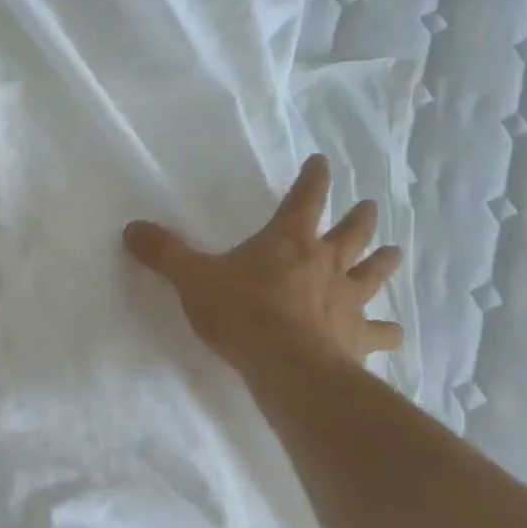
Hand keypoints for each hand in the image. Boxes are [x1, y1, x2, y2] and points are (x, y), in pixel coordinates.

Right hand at [124, 154, 402, 375]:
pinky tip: (394, 334)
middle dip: (359, 218)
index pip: (306, 197)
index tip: (322, 162)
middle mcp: (326, 263)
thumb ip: (164, 253)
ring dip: (384, 262)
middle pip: (352, 232)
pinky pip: (381, 332)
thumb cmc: (241, 313)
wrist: (287, 365)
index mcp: (289, 240)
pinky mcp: (357, 338)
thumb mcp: (192, 279)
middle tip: (369, 207)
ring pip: (374, 273)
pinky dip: (388, 331)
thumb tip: (131, 228)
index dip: (314, 178)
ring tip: (393, 253)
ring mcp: (347, 300)